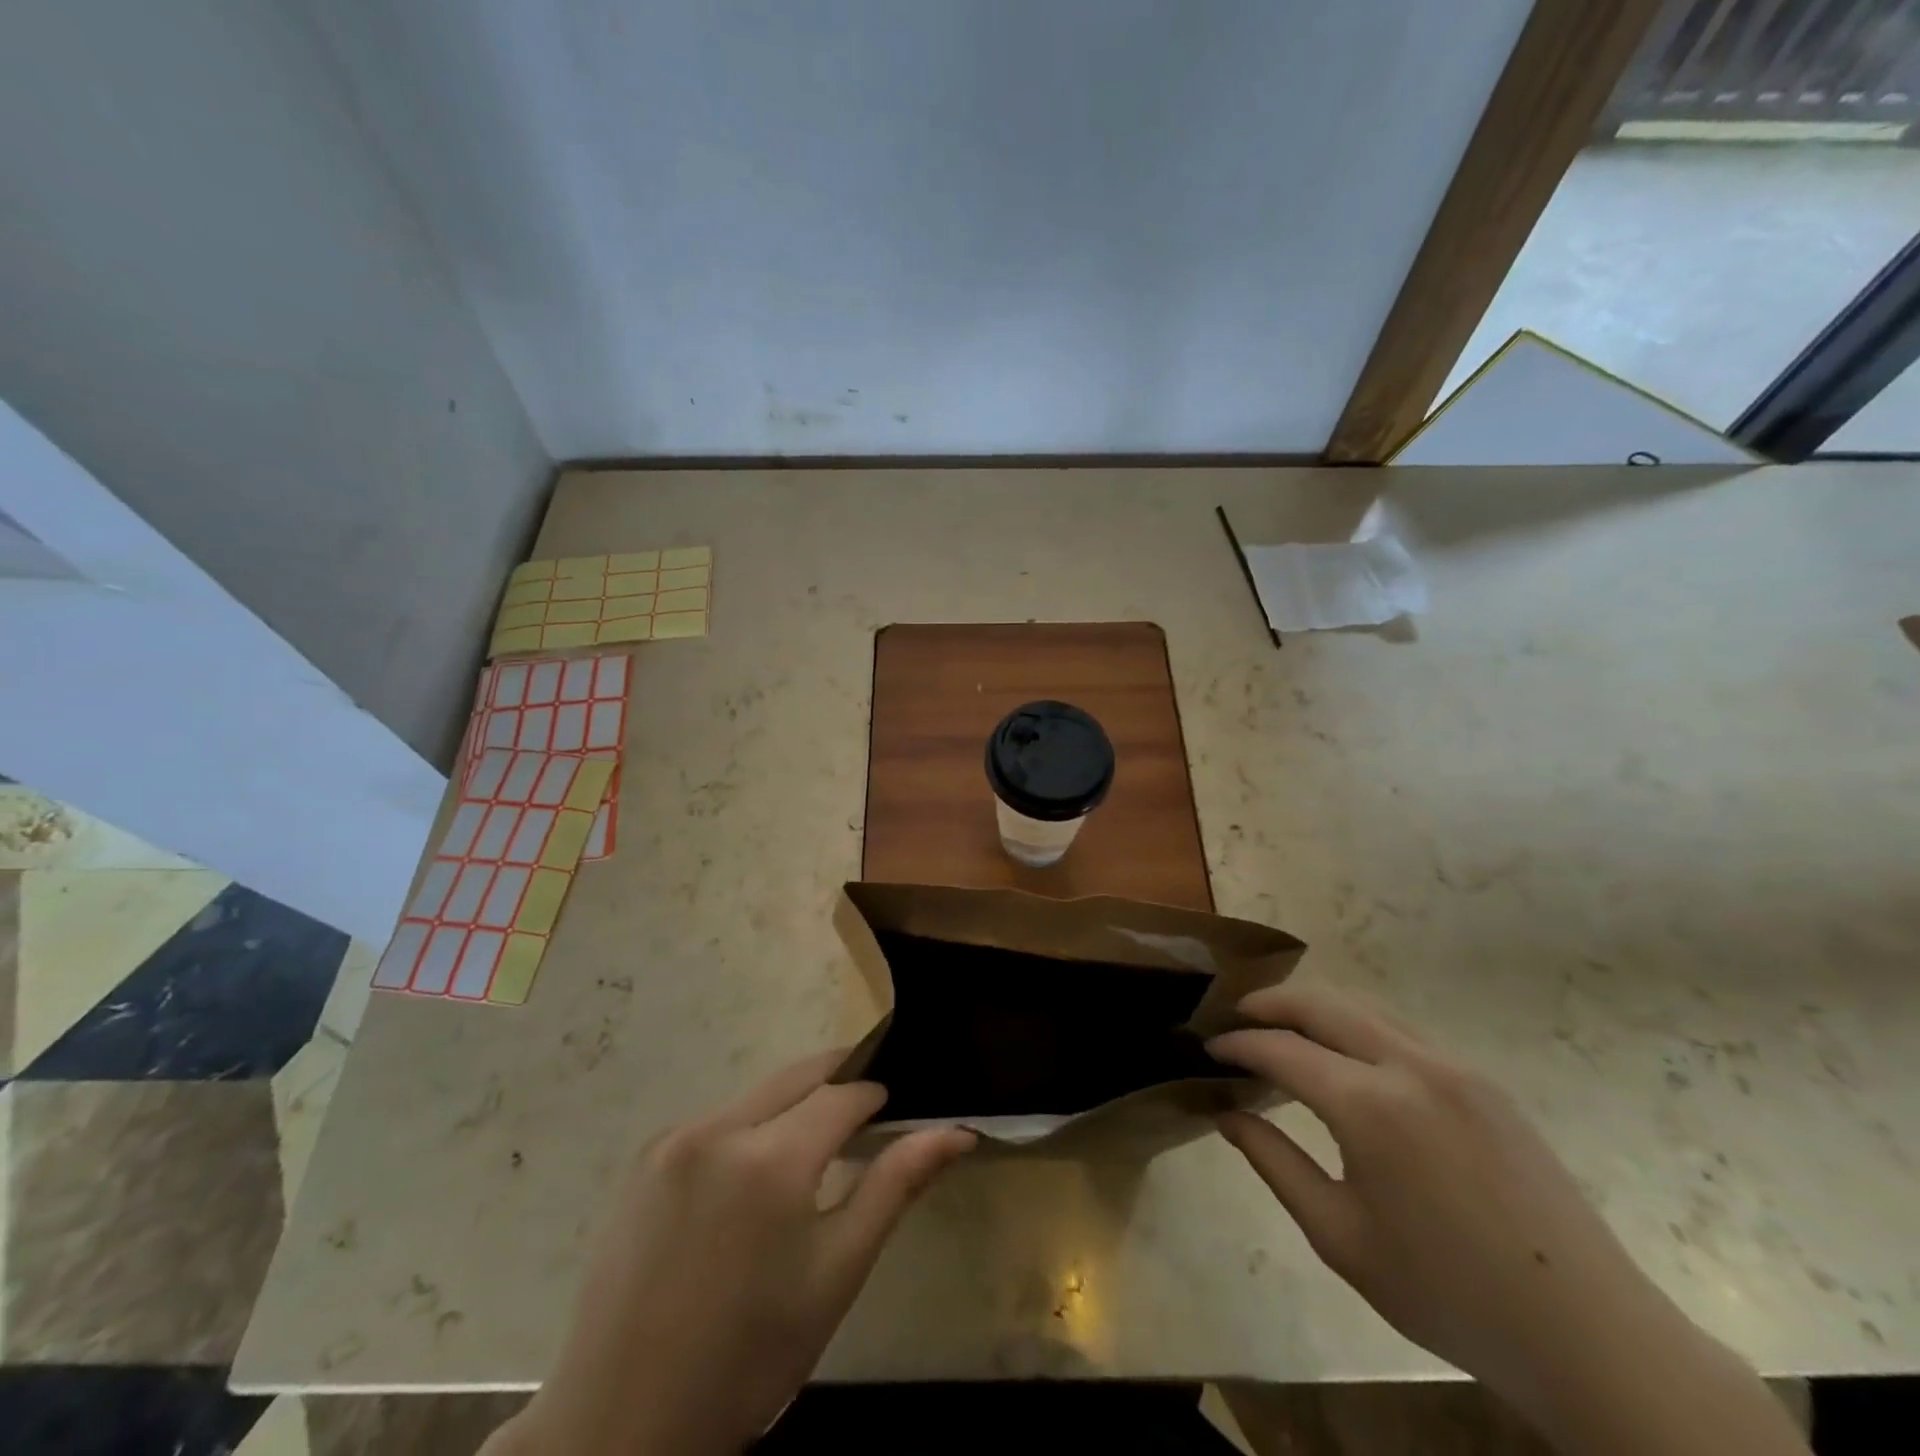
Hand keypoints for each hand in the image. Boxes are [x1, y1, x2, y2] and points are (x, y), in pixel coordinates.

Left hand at [495, 1051, 973, 1455]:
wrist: (621, 1421)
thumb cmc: (749, 1357)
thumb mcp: (836, 1274)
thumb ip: (894, 1187)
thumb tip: (955, 1132)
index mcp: (771, 1159)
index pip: (843, 1094)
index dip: (875, 1096)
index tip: (894, 1111)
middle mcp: (720, 1129)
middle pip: (799, 1076)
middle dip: (838, 1082)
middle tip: (865, 1114)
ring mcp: (675, 1138)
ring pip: (759, 1094)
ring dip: (794, 1106)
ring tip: (813, 1153)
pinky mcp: (646, 1156)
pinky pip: (718, 1120)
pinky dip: (750, 1128)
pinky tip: (751, 1183)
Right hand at [1209, 984, 1806, 1455]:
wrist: (1589, 1335)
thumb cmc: (1448, 1294)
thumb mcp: (1339, 1237)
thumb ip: (1273, 1162)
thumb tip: (1227, 1113)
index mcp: (1372, 1107)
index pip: (1281, 1048)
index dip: (1237, 1044)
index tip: (1206, 1048)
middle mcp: (1412, 1066)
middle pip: (1322, 1002)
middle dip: (1269, 1003)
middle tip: (1233, 1017)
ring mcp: (1455, 1067)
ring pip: (1364, 1008)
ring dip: (1314, 1009)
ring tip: (1281, 1030)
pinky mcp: (1484, 1081)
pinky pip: (1402, 1031)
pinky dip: (1357, 1028)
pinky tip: (1346, 1059)